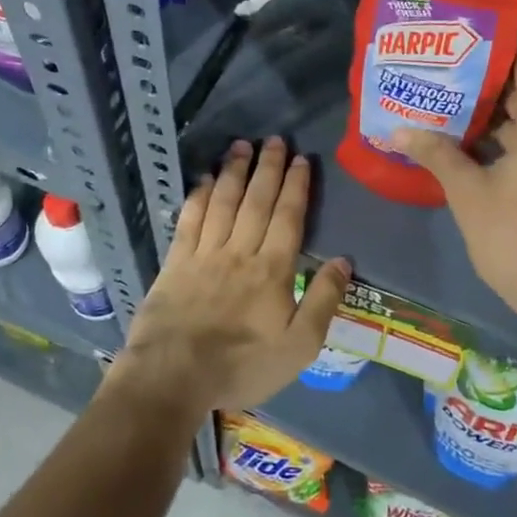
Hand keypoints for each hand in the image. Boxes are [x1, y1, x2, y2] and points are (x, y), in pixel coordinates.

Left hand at [116, 137, 350, 414]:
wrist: (173, 376)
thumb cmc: (242, 365)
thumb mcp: (299, 346)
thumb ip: (323, 301)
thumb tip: (343, 260)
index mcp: (272, 270)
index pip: (288, 217)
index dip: (296, 186)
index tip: (302, 159)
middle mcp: (239, 251)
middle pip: (256, 200)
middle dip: (267, 167)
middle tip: (274, 140)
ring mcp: (204, 254)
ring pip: (223, 202)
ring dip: (234, 171)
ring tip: (241, 145)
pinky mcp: (175, 262)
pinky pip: (190, 220)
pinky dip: (198, 196)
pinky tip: (204, 178)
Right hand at [395, 37, 516, 326]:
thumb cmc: (515, 235)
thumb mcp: (468, 191)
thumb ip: (435, 153)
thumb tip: (397, 130)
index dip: (502, 39)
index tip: (463, 38)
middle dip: (484, 76)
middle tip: (442, 70)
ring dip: (491, 109)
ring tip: (446, 102)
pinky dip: (503, 134)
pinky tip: (465, 143)